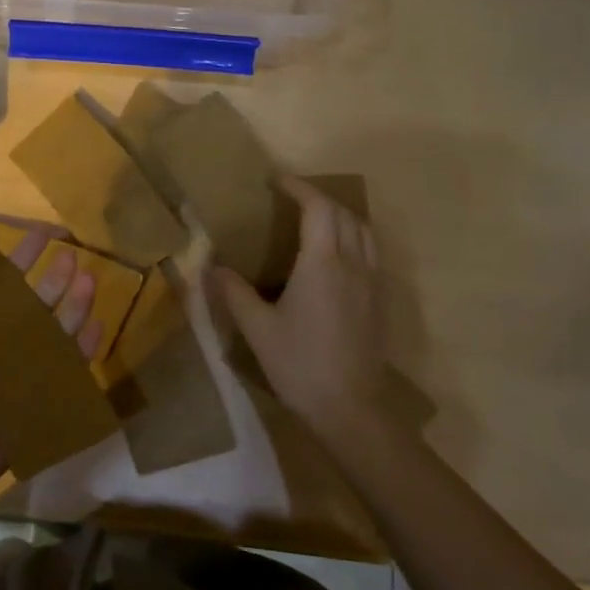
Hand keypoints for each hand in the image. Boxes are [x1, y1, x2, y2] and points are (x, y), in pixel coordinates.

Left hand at [0, 224, 104, 520]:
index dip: (16, 255)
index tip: (41, 232)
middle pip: (29, 303)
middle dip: (51, 277)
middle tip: (72, 253)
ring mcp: (14, 373)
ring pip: (51, 332)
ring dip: (71, 306)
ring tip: (89, 281)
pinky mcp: (33, 401)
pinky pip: (64, 371)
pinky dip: (82, 350)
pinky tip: (99, 327)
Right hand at [213, 176, 394, 443]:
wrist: (351, 408)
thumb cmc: (300, 364)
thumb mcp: (258, 328)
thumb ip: (233, 292)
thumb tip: (210, 266)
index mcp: (323, 263)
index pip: (318, 207)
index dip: (299, 188)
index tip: (277, 181)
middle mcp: (353, 263)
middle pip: (343, 213)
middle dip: (318, 198)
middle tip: (291, 199)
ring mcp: (372, 282)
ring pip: (364, 231)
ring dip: (340, 215)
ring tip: (316, 221)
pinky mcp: (380, 301)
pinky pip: (371, 253)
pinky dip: (354, 238)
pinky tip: (336, 258)